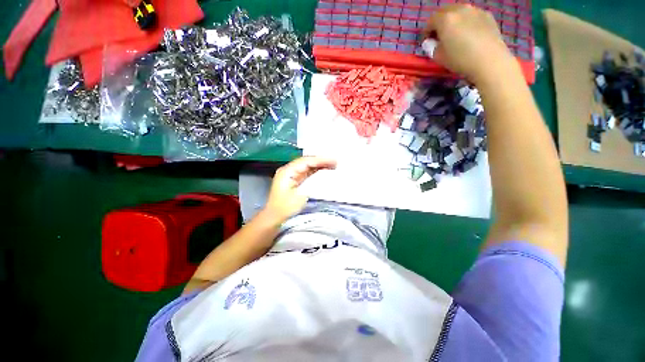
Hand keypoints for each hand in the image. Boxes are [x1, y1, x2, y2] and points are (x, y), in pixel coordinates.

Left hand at [264, 156, 336, 222]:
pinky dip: (316, 172)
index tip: (333, 161)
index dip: (320, 160)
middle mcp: (289, 170)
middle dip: (321, 161)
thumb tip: (324, 176)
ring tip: (333, 166)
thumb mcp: (301, 195)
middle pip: (307, 162)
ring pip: (308, 167)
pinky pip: (307, 173)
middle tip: (335, 162)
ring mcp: (291, 175)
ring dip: (320, 166)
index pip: (306, 161)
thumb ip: (313, 183)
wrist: (274, 218)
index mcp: (287, 171)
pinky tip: (324, 172)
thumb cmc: (285, 208)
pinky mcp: (294, 181)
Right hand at [423, 4, 516, 84]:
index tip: (427, 41)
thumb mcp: (439, 57)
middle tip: (440, 36)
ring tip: (455, 34)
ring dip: (454, 21)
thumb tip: (431, 42)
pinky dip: (467, 22)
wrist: (489, 60)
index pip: (430, 21)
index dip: (427, 31)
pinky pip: (472, 15)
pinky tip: (469, 34)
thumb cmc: (460, 59)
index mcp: (445, 19)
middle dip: (440, 23)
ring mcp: (475, 10)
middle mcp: (459, 9)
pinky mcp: (487, 15)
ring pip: (459, 11)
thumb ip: (432, 47)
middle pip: (445, 12)